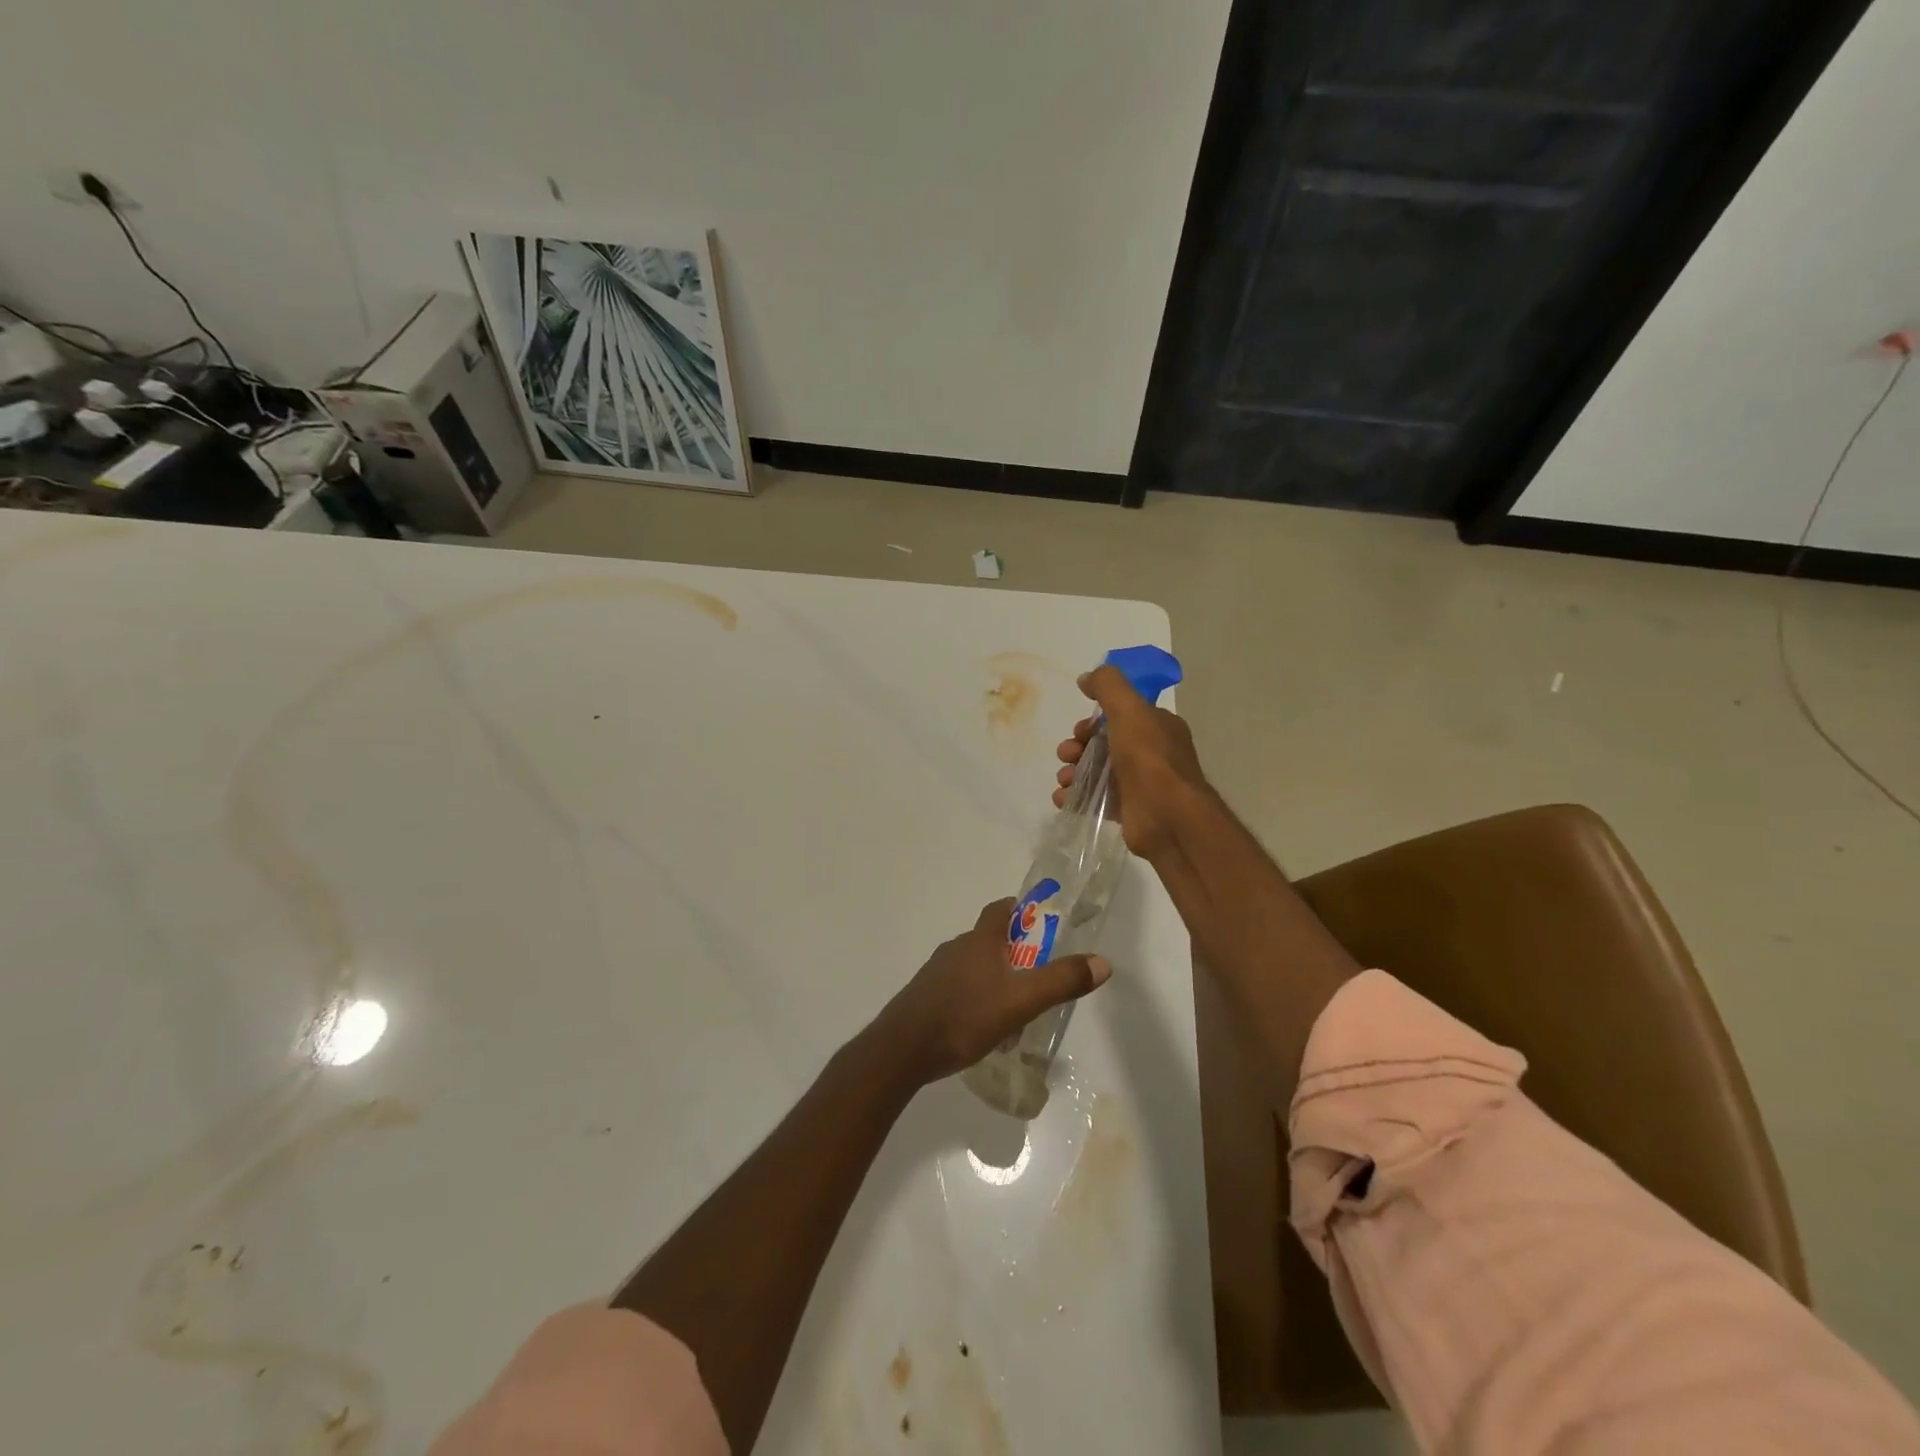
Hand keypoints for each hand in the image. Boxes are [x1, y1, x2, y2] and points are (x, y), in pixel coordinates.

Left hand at [874, 899, 1111, 1085]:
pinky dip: (974, 997)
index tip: (1036, 917)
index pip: (999, 910)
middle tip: (1035, 971)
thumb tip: (1102, 962)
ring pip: (972, 966)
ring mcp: (936, 973)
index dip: (1018, 909)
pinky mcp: (925, 997)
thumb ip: (1061, 981)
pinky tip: (982, 1025)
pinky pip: (957, 989)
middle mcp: (956, 949)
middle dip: (1012, 950)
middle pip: (987, 939)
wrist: (903, 1048)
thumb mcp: (1021, 1001)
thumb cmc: (964, 1016)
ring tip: (1013, 1003)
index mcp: (979, 941)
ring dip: (993, 976)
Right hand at [1054, 664, 1208, 859]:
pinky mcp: (1127, 811)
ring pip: (1096, 772)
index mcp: (1157, 727)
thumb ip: (1108, 686)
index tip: (1079, 730)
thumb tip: (1086, 678)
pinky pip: (1095, 800)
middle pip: (1103, 744)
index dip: (1094, 721)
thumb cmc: (1149, 759)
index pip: (1120, 716)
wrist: (1167, 817)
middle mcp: (1150, 754)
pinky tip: (1064, 799)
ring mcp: (1139, 784)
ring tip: (1065, 780)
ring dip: (1073, 772)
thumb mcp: (1129, 709)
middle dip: (1078, 747)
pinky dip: (1076, 798)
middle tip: (1068, 755)